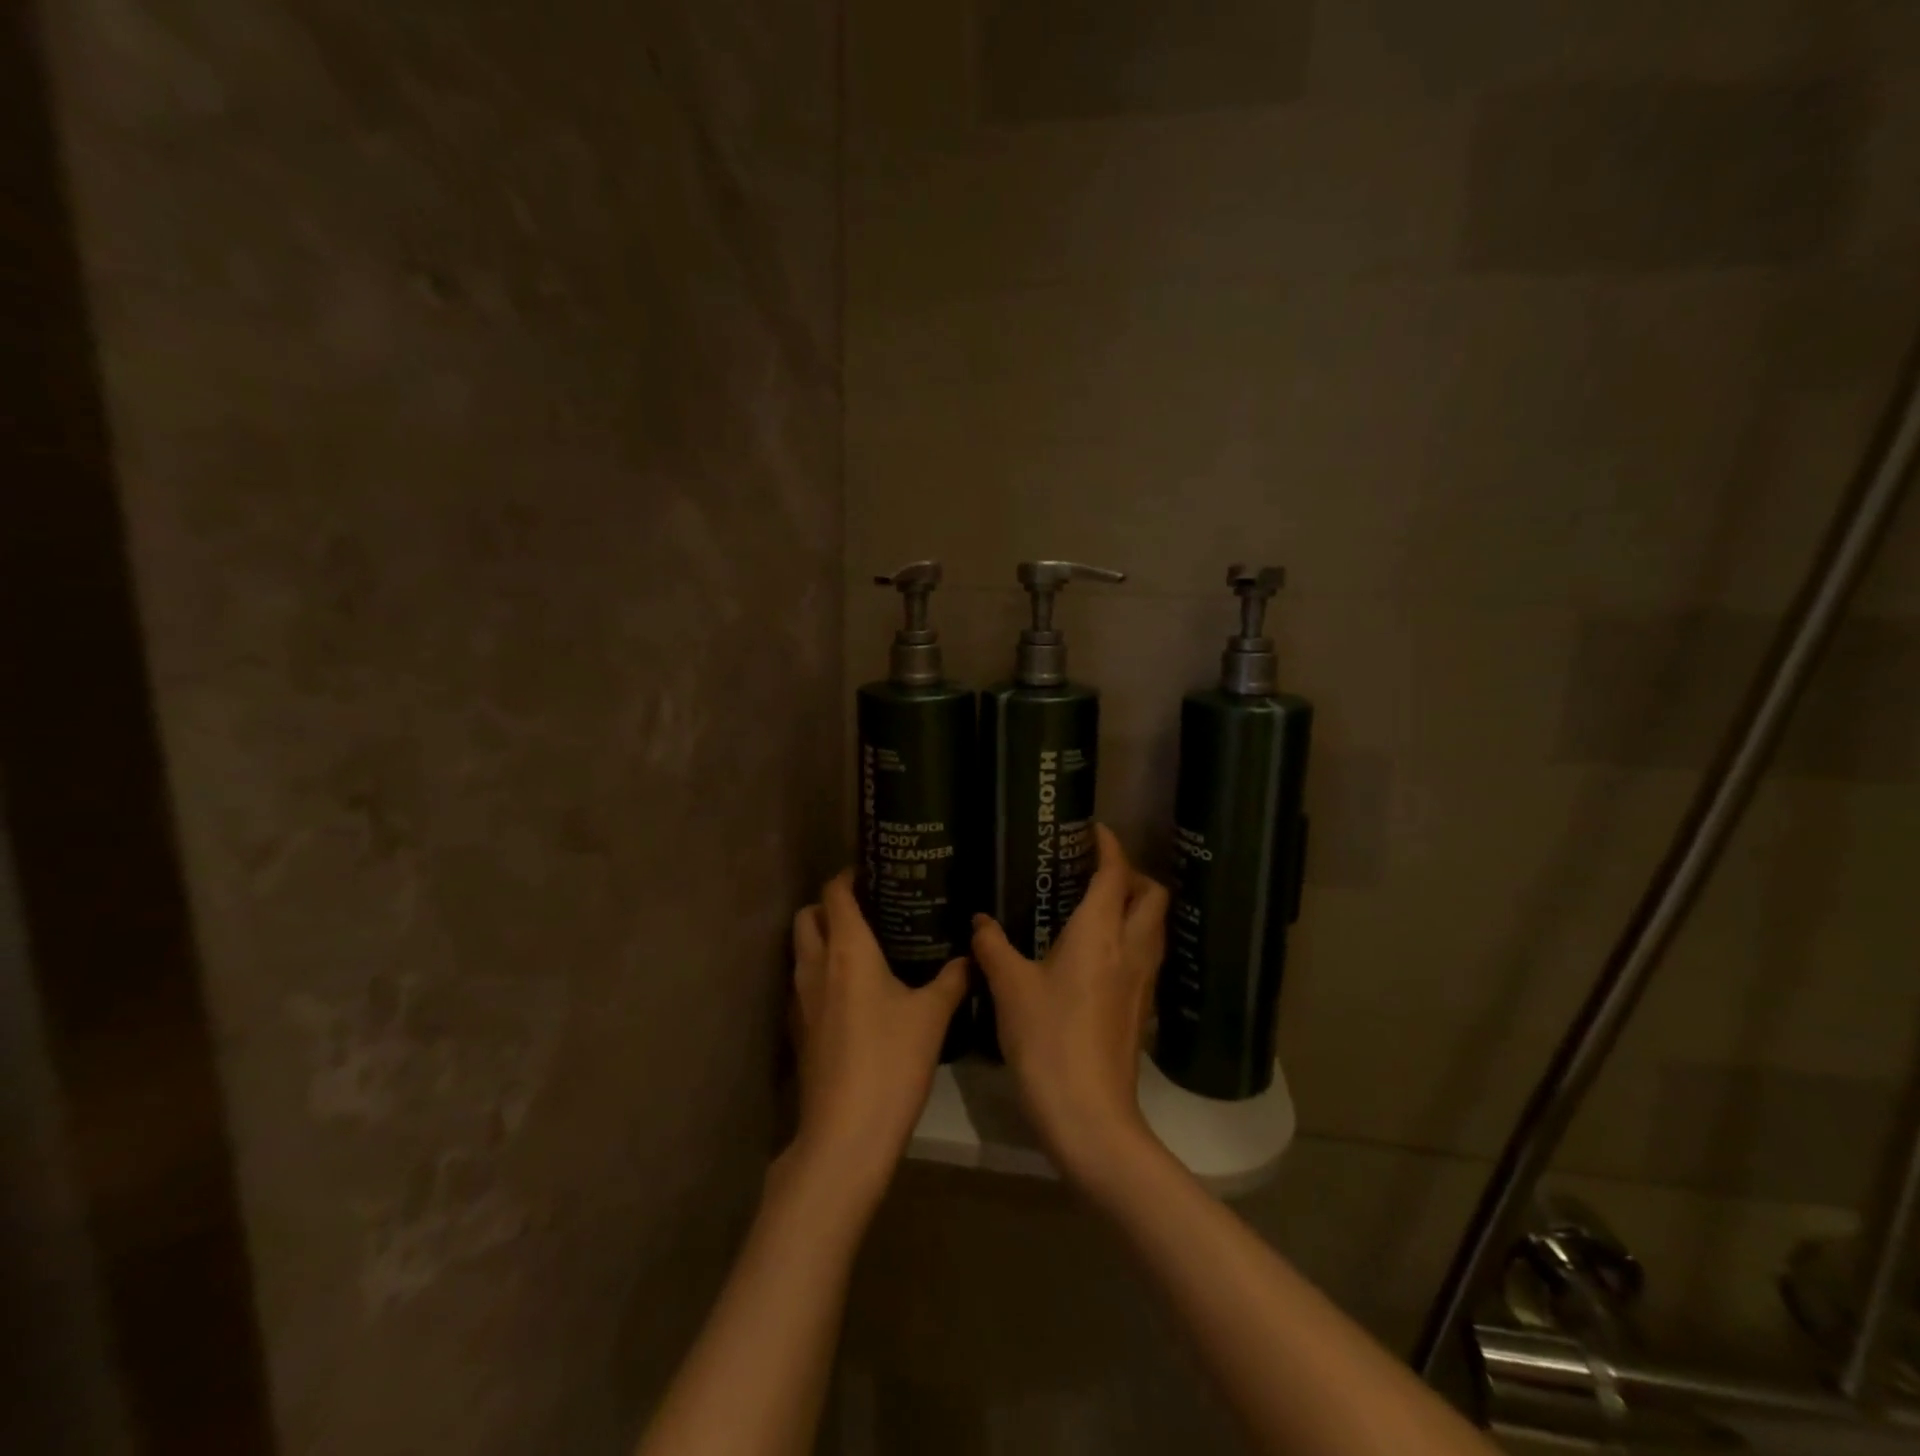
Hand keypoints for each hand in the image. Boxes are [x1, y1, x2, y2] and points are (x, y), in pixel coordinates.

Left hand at [784, 872, 966, 1209]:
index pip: (835, 893)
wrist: (845, 1133)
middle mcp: (815, 965)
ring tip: (862, 945)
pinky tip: (851, 991)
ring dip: (821, 937)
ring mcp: (800, 999)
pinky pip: (804, 982)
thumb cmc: (891, 1061)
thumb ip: (952, 979)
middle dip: (829, 904)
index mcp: (847, 950)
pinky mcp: (798, 1028)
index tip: (874, 872)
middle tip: (868, 908)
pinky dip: (820, 972)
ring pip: (801, 949)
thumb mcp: (932, 1016)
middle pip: (808, 915)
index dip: (849, 876)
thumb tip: (970, 956)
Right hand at [971, 825, 1170, 1191]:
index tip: (1092, 830)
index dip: (1109, 846)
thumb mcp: (1010, 988)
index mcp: (1101, 933)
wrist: (1090, 1116)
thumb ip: (993, 948)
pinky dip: (1131, 939)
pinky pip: (1146, 955)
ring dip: (1135, 906)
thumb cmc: (1048, 1039)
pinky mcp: (1141, 1009)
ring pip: (1154, 926)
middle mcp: (1131, 948)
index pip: (1116, 873)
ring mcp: (1142, 981)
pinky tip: (1096, 954)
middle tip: (1094, 872)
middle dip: (1132, 874)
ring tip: (1095, 906)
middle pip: (1153, 895)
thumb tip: (980, 921)